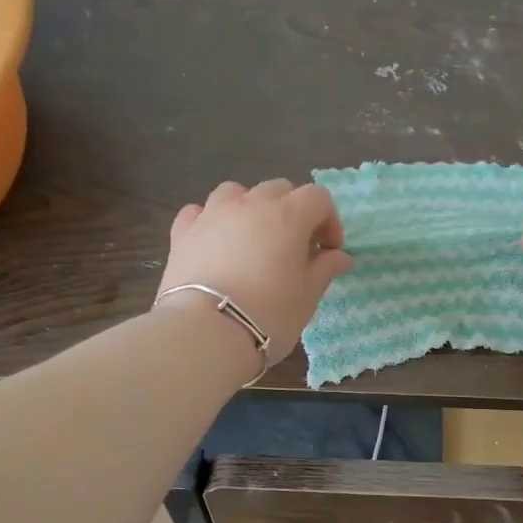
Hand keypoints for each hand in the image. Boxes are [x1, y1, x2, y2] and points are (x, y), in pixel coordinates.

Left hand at [157, 179, 352, 363]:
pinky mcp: (182, 232)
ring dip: (252, 208)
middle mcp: (250, 204)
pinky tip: (216, 242)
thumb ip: (324, 269)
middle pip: (279, 189)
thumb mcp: (307, 296)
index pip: (318, 198)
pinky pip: (200, 212)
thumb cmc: (268, 315)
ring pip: (237, 192)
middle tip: (296, 247)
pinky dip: (212, 220)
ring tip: (254, 239)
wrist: (205, 333)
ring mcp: (212, 215)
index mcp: (287, 216)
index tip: (329, 251)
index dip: (329, 220)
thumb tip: (339, 256)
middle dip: (293, 211)